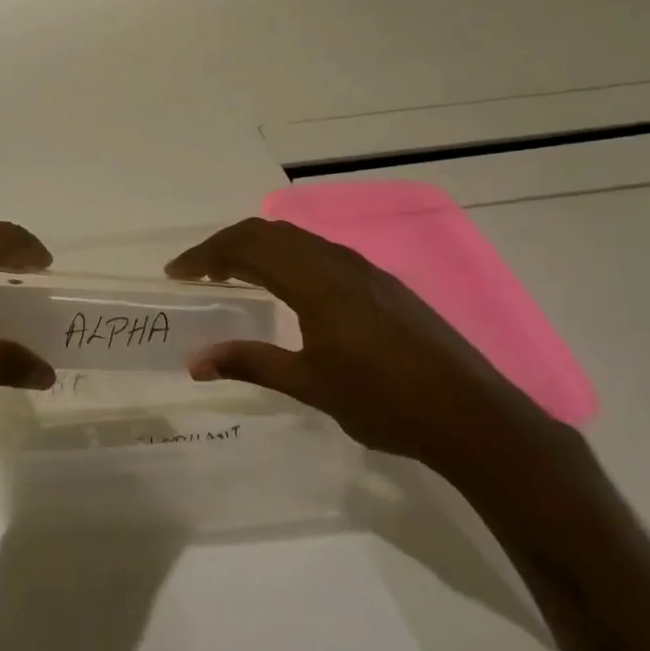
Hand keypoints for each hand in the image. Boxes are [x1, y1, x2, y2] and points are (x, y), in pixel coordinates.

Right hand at [166, 218, 565, 481]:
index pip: (246, 248)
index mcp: (315, 281)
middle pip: (267, 232)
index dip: (204, 256)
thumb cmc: (385, 402)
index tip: (175, 273)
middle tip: (196, 272)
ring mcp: (363, 270)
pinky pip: (318, 251)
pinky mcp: (381, 284)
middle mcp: (337, 262)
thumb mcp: (310, 385)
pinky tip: (284, 288)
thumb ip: (250, 364)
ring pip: (295, 238)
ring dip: (256, 248)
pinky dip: (285, 257)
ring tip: (231, 276)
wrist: (474, 417)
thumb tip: (195, 362)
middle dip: (225, 245)